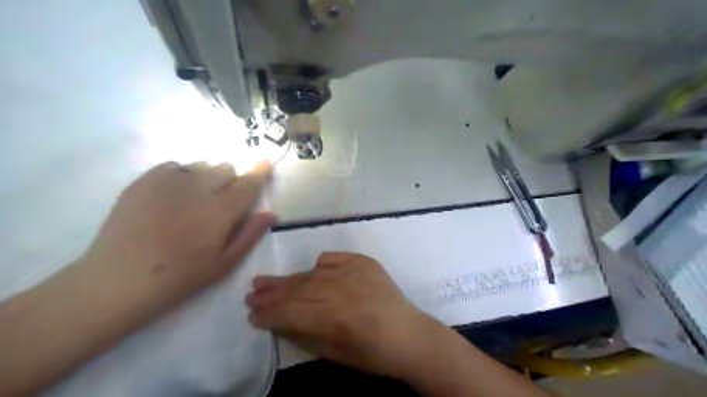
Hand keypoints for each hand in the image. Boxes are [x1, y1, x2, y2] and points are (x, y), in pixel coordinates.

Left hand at [81, 160, 272, 302]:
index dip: (259, 171)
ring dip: (207, 177)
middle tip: (222, 200)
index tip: (266, 161)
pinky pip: (174, 165)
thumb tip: (271, 213)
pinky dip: (182, 175)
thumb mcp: (224, 263)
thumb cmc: (180, 276)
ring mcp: (167, 182)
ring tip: (195, 199)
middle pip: (225, 168)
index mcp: (219, 212)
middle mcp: (197, 190)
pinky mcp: (144, 181)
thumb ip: (250, 234)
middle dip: (231, 180)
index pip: (247, 184)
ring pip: (201, 165)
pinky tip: (173, 196)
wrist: (119, 279)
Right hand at [246, 253, 436, 375]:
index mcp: (334, 317)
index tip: (252, 315)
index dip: (269, 314)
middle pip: (297, 290)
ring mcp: (353, 272)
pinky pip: (332, 259)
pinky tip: (311, 271)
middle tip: (250, 294)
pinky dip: (319, 265)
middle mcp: (341, 289)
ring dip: (287, 280)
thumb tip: (278, 321)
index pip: (290, 312)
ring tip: (264, 281)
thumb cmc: (372, 354)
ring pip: (311, 274)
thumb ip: (304, 333)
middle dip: (271, 294)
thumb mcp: (333, 353)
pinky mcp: (363, 262)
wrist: (409, 334)